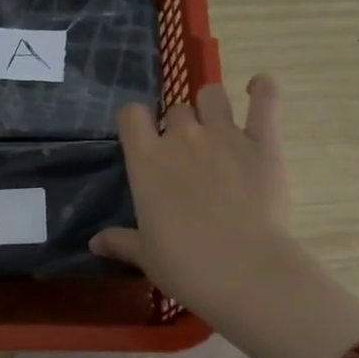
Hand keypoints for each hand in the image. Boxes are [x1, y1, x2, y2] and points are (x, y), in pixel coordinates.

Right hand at [92, 75, 358, 357]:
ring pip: (213, 96)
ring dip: (212, 105)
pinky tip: (259, 88)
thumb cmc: (184, 264)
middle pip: (175, 109)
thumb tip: (94, 243)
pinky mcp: (263, 142)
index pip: (131, 115)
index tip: (142, 138)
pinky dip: (262, 89)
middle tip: (188, 154)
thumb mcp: (146, 255)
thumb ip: (121, 241)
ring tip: (217, 124)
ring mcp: (224, 135)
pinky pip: (264, 100)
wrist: (242, 269)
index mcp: (146, 160)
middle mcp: (181, 137)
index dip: (135, 122)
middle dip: (179, 125)